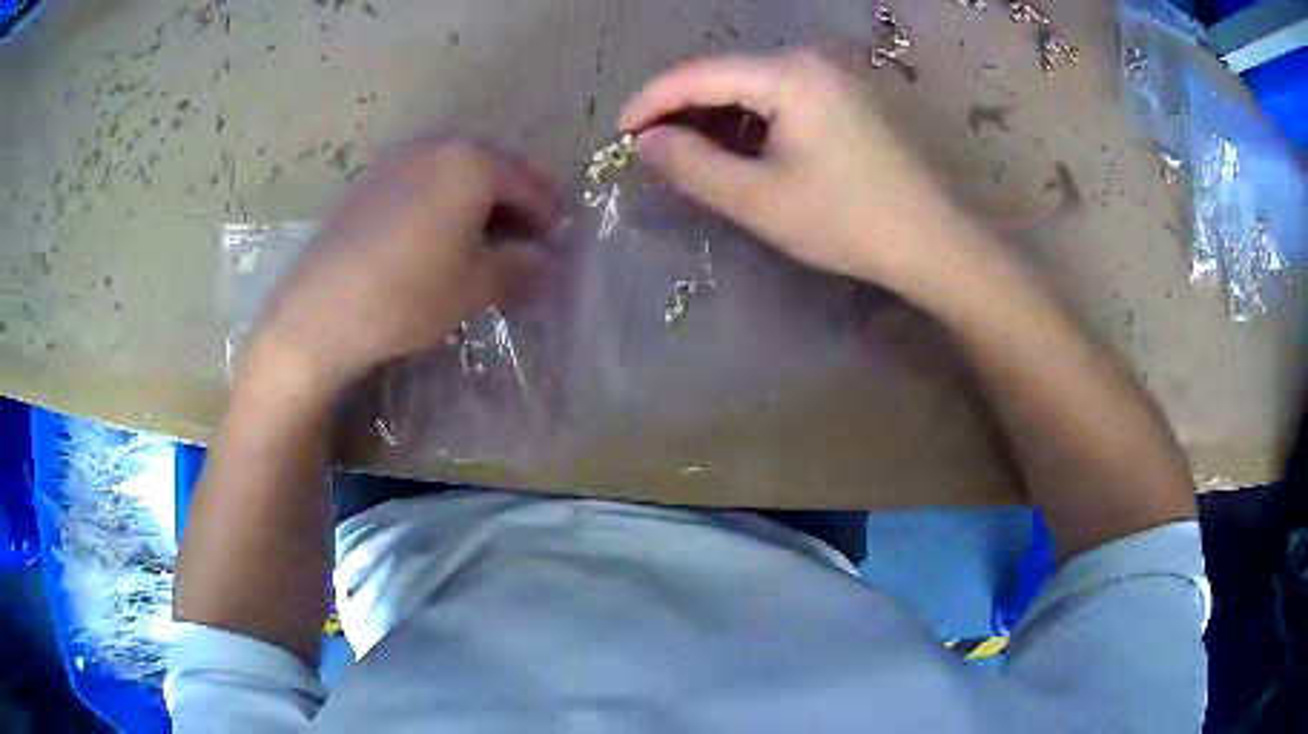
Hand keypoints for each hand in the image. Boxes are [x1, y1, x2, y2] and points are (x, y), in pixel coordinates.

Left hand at [246, 136, 559, 393]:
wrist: (319, 312)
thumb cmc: (408, 295)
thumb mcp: (476, 286)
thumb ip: (521, 267)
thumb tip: (545, 262)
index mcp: (472, 161)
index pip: (529, 184)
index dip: (550, 216)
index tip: (559, 246)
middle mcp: (437, 146)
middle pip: (494, 166)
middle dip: (517, 199)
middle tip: (530, 236)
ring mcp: (397, 159)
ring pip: (456, 170)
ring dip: (481, 198)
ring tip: (487, 236)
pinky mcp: (369, 181)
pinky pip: (423, 179)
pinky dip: (444, 199)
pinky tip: (440, 232)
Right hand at [620, 50, 973, 298]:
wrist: (932, 241)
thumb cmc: (847, 222)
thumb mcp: (759, 199)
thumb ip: (693, 165)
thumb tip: (646, 142)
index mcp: (789, 75)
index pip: (698, 73)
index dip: (651, 101)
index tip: (619, 135)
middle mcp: (810, 60)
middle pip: (724, 73)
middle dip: (682, 110)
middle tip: (652, 151)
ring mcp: (833, 75)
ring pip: (752, 85)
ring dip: (715, 116)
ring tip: (689, 156)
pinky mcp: (846, 95)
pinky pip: (781, 95)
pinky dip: (750, 119)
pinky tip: (739, 148)